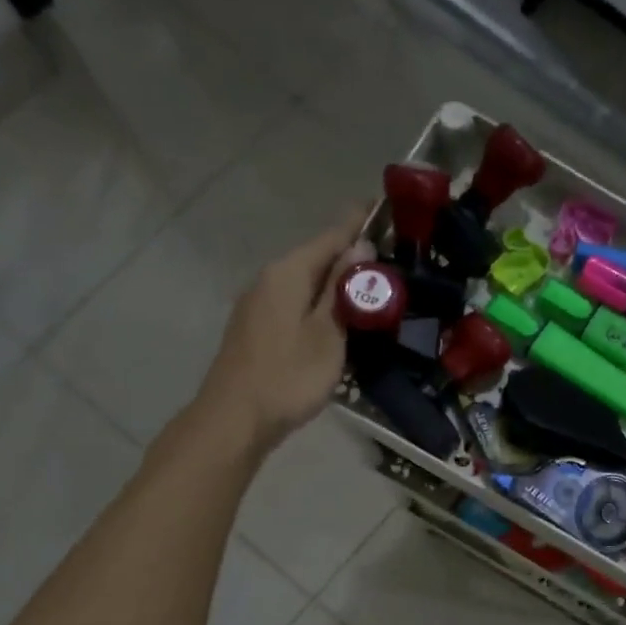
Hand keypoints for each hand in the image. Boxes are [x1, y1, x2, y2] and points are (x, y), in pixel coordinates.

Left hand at [192, 208, 366, 455]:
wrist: (236, 418)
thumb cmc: (288, 375)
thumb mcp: (328, 333)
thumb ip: (344, 289)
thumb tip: (360, 247)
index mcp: (287, 273)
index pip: (331, 236)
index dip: (358, 222)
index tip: (382, 206)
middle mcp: (269, 280)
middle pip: (316, 258)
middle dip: (350, 255)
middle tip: (389, 258)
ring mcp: (259, 305)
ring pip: (306, 283)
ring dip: (336, 282)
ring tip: (371, 287)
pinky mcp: (257, 330)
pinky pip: (297, 304)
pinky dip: (321, 304)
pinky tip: (338, 318)